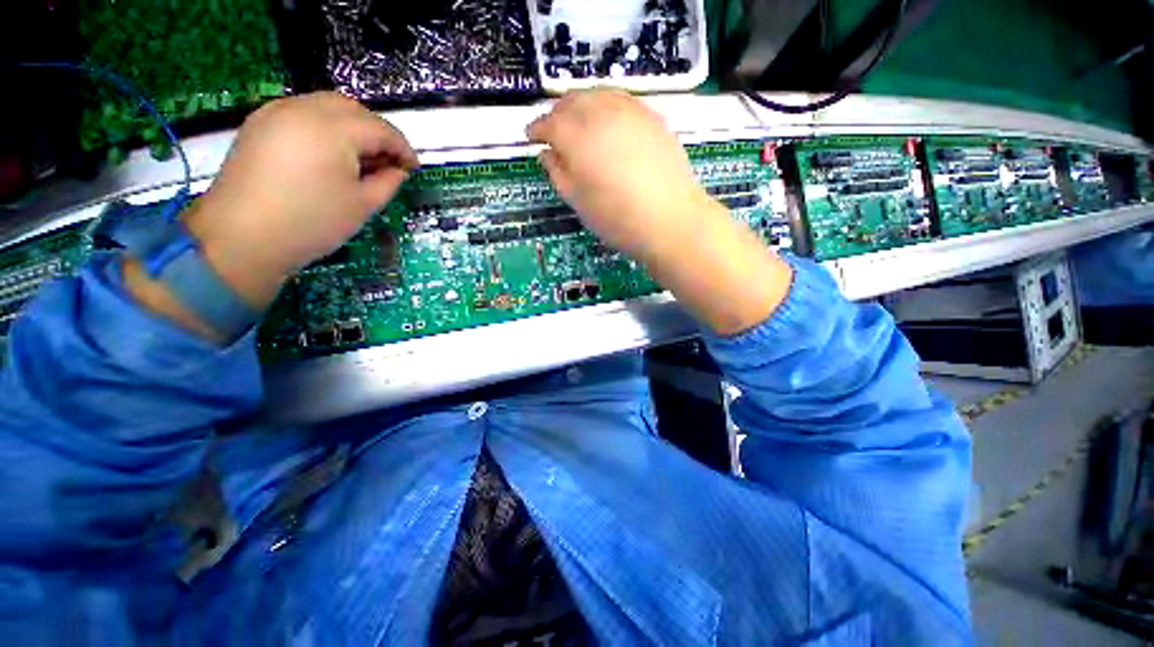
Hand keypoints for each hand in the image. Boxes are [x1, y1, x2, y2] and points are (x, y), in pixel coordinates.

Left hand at [188, 92, 417, 287]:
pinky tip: (330, 155)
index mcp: (332, 129)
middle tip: (388, 162)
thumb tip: (398, 169)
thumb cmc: (312, 223)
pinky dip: (325, 128)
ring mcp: (276, 112)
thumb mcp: (363, 204)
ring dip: (351, 127)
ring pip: (326, 106)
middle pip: (353, 109)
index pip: (380, 128)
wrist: (242, 238)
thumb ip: (388, 181)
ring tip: (361, 160)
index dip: (403, 148)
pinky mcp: (260, 124)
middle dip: (377, 132)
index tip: (414, 168)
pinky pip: (303, 114)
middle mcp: (303, 108)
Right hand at [527, 89, 709, 261]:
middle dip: (557, 112)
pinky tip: (607, 122)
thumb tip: (546, 152)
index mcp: (577, 137)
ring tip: (578, 123)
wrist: (670, 220)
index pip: (548, 122)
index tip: (530, 136)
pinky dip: (606, 105)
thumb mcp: (578, 202)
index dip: (536, 128)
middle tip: (552, 130)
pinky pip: (621, 100)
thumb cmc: (617, 219)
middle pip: (571, 100)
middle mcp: (601, 113)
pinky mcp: (652, 116)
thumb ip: (558, 173)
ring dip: (581, 104)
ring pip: (597, 94)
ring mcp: (630, 111)